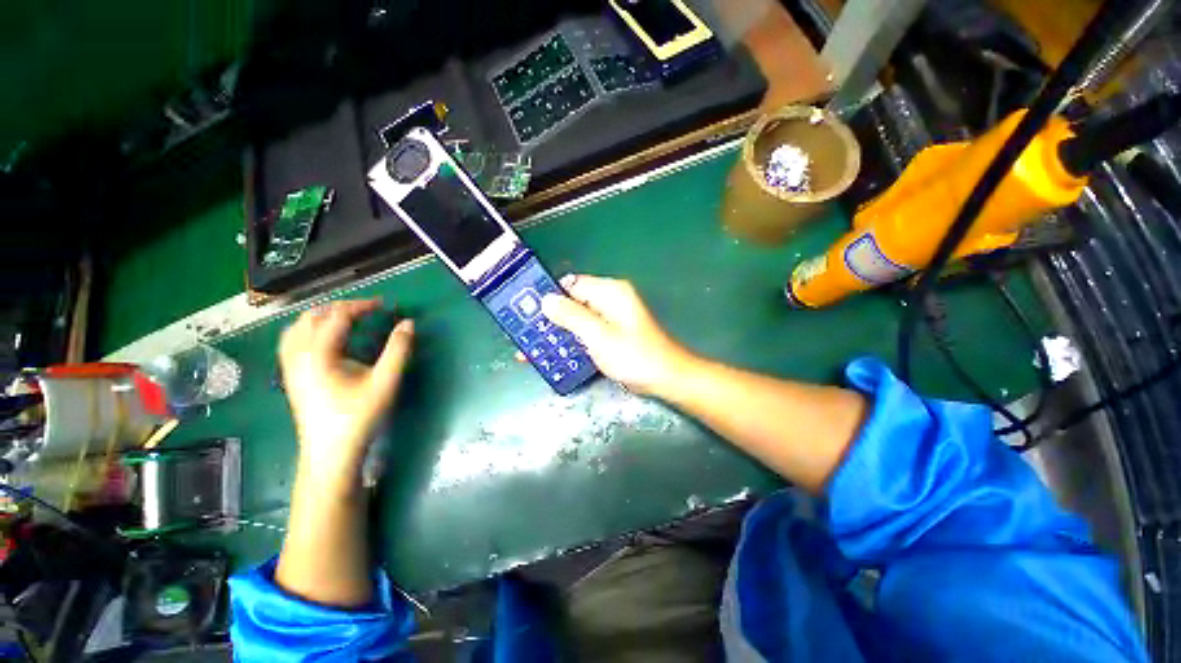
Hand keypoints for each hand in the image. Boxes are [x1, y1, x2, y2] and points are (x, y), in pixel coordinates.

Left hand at [277, 300, 413, 485]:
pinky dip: (309, 329)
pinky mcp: (291, 376)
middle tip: (368, 310)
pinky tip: (324, 338)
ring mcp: (290, 366)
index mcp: (319, 354)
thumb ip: (398, 350)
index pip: (338, 316)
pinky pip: (292, 341)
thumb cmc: (358, 416)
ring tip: (347, 318)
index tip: (384, 305)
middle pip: (313, 316)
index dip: (362, 306)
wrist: (330, 452)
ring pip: (298, 327)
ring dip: (323, 316)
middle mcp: (298, 355)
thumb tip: (408, 323)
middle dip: (341, 307)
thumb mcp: (385, 382)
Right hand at [541, 274, 691, 394]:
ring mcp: (610, 319)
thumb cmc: (634, 356)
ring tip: (531, 348)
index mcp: (609, 292)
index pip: (570, 285)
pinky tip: (554, 354)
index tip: (526, 311)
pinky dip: (570, 341)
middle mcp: (609, 300)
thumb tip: (546, 300)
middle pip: (571, 303)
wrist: (665, 379)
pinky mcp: (610, 335)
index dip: (548, 296)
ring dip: (557, 333)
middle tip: (525, 334)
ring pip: (576, 320)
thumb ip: (571, 316)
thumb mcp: (598, 335)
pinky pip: (585, 333)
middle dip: (549, 319)